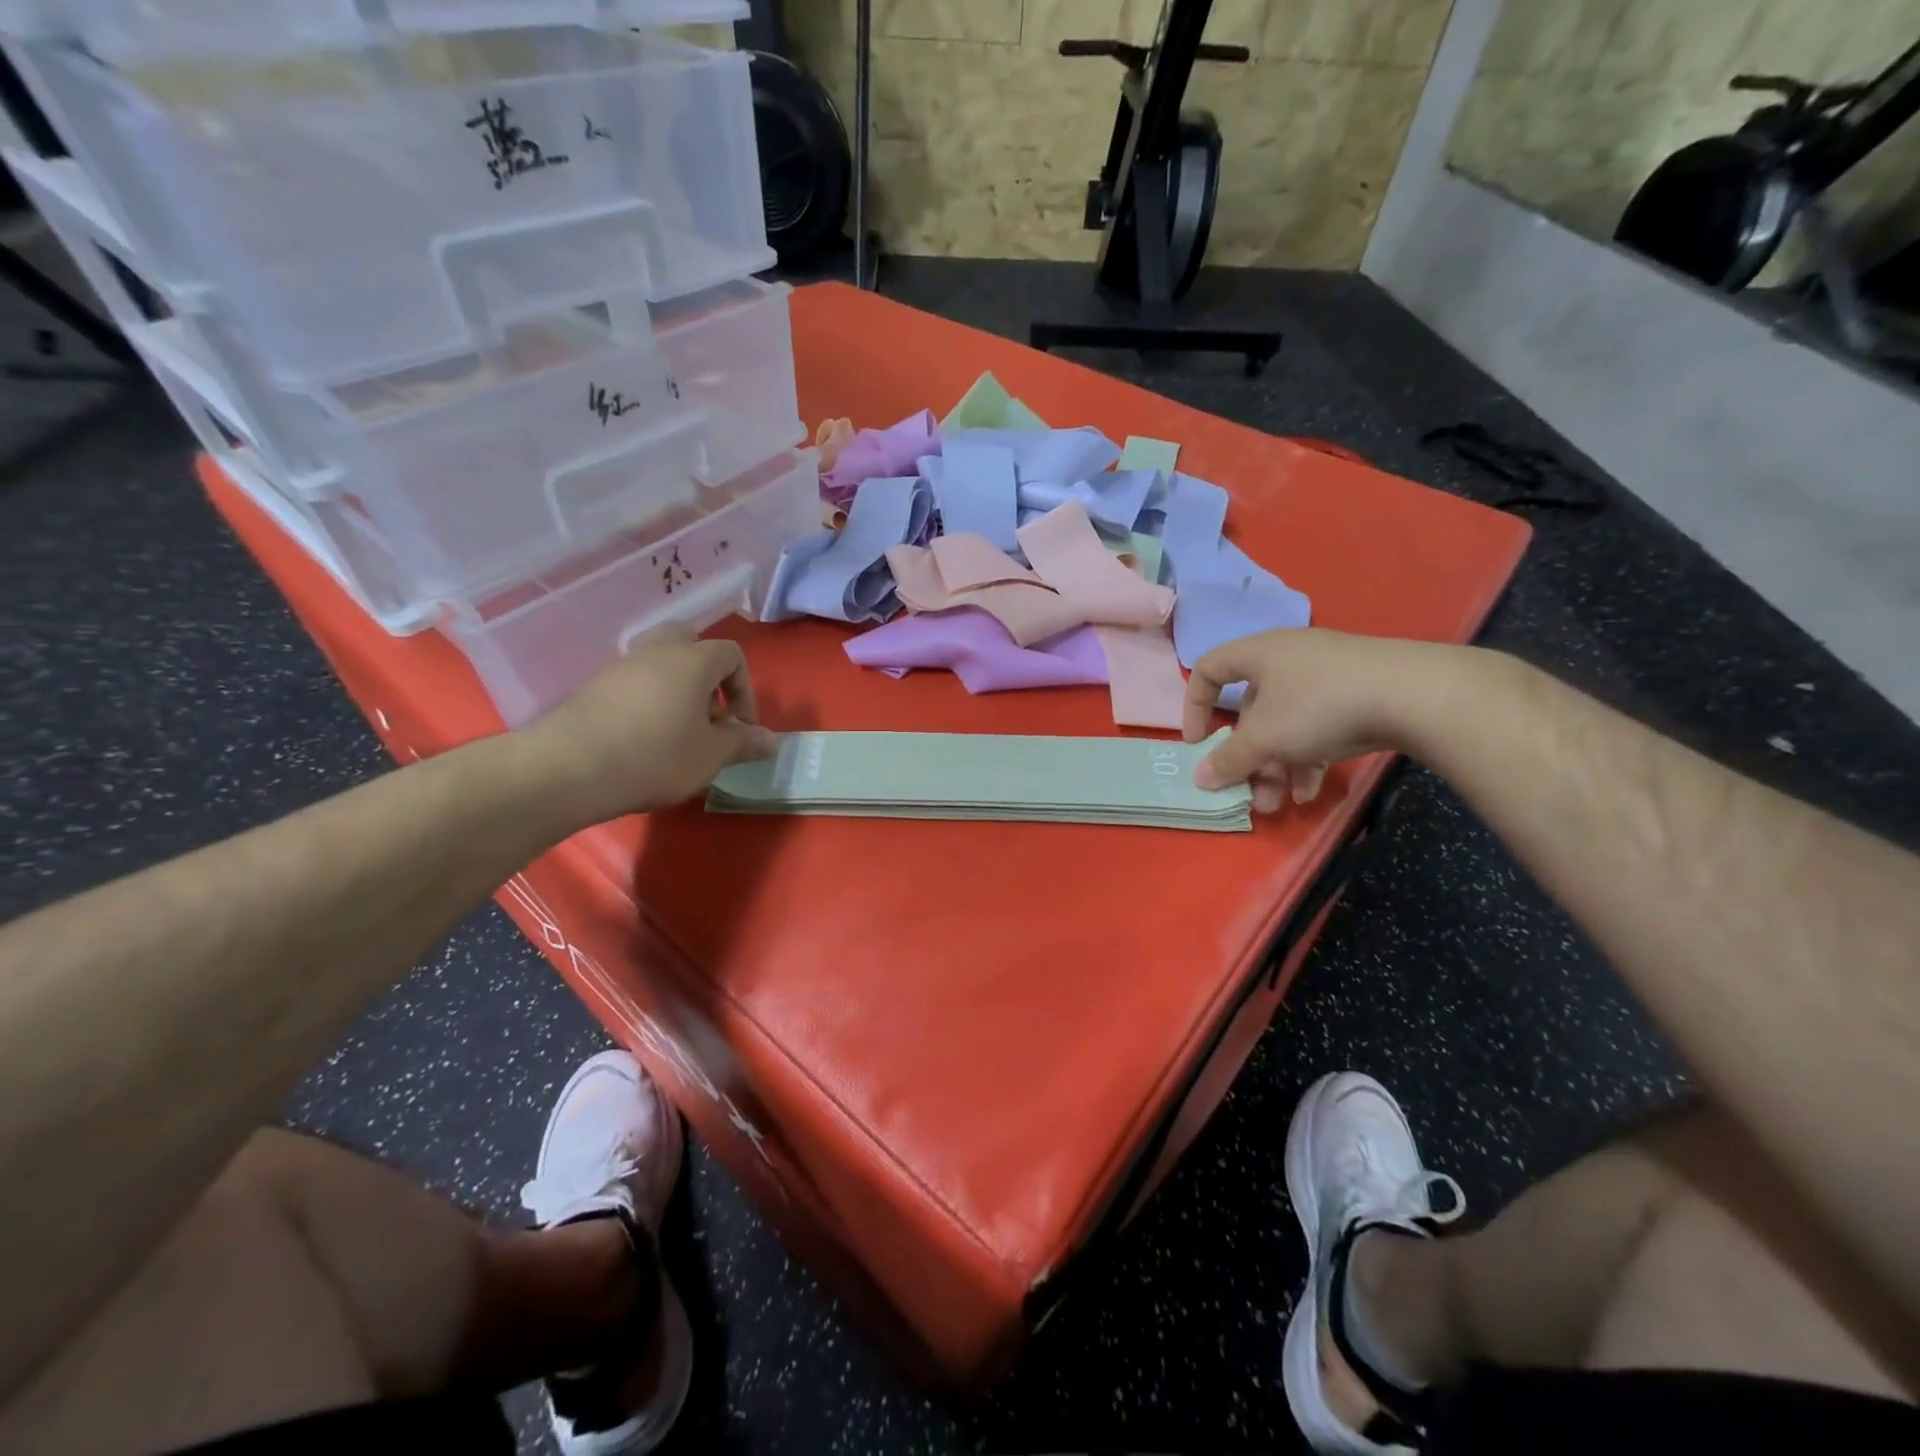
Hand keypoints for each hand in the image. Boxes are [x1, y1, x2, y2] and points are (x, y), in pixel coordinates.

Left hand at [521, 629, 775, 824]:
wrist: (570, 768)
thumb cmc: (656, 756)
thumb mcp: (710, 756)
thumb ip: (743, 743)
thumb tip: (771, 740)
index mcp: (693, 660)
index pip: (732, 655)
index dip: (745, 690)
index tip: (740, 728)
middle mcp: (657, 651)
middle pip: (691, 643)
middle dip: (708, 676)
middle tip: (710, 715)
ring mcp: (621, 666)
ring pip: (660, 663)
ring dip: (678, 689)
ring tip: (679, 733)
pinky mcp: (593, 686)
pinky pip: (634, 682)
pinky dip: (648, 700)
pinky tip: (644, 739)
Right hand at [1183, 629, 1457, 812]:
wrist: (1414, 695)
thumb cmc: (1319, 705)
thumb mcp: (1265, 738)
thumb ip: (1228, 759)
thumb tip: (1200, 778)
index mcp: (1259, 654)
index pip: (1208, 670)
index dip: (1194, 707)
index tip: (1198, 743)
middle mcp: (1288, 659)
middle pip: (1251, 710)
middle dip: (1247, 756)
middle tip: (1247, 790)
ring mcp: (1326, 676)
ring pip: (1286, 724)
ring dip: (1276, 765)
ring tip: (1279, 802)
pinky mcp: (1357, 694)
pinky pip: (1317, 727)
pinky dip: (1308, 757)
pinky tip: (1310, 790)